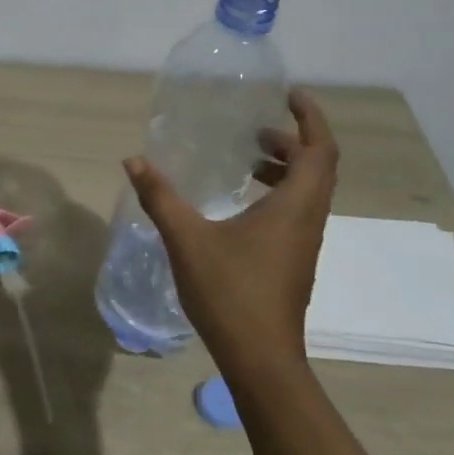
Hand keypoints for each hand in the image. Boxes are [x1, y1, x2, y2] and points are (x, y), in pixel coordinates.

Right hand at [124, 88, 338, 379]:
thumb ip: (160, 196)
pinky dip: (277, 192)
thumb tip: (133, 160)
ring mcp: (303, 243)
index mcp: (294, 207)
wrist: (260, 360)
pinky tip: (240, 202)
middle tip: (256, 127)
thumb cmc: (230, 292)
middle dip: (293, 139)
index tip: (289, 94)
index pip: (320, 150)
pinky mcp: (293, 260)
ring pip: (308, 191)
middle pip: (318, 167)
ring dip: (285, 167)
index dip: (310, 117)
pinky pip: (296, 211)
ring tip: (247, 158)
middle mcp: (307, 220)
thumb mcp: (186, 238)